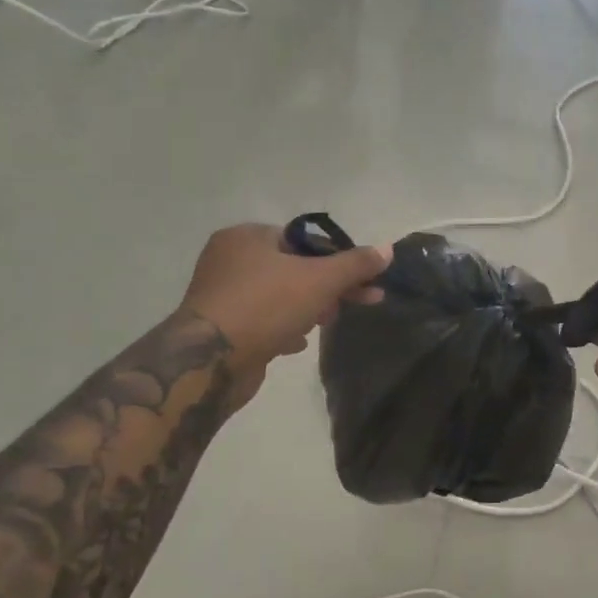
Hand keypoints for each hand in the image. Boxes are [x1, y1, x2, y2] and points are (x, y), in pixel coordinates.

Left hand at [179, 224, 390, 405]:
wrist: (209, 361)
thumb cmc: (265, 306)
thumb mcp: (320, 280)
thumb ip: (355, 265)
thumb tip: (388, 249)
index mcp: (246, 236)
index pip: (303, 240)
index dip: (338, 260)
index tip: (363, 282)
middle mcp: (229, 259)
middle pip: (293, 268)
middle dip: (327, 288)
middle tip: (354, 304)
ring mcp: (222, 294)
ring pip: (279, 296)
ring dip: (307, 309)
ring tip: (324, 325)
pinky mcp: (221, 326)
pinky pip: (263, 320)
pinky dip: (283, 328)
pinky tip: (296, 344)